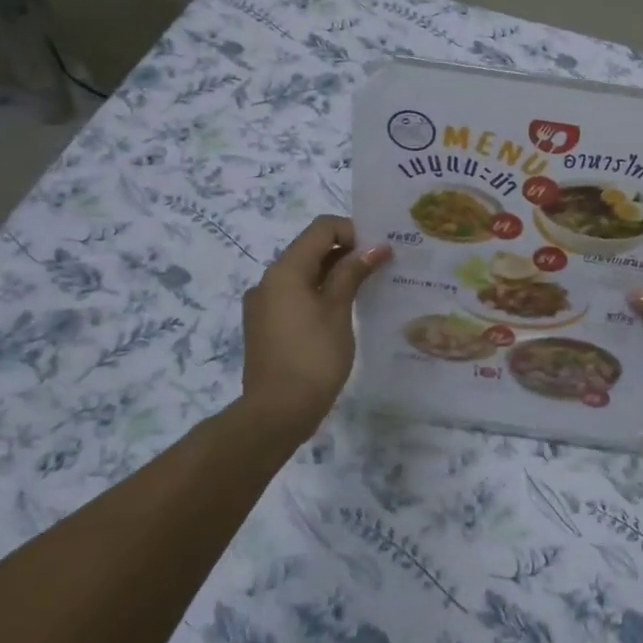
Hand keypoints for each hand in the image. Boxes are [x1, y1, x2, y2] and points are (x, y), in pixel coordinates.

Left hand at [242, 217, 389, 438]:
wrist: (276, 413)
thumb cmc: (313, 357)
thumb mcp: (338, 310)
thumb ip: (353, 273)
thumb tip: (376, 247)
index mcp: (285, 270)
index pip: (322, 228)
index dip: (353, 231)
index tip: (378, 252)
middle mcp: (269, 280)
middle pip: (311, 249)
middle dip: (346, 252)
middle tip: (379, 269)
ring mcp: (264, 304)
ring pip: (304, 274)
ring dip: (334, 274)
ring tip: (365, 291)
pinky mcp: (265, 326)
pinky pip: (295, 296)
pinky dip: (319, 294)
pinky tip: (341, 314)